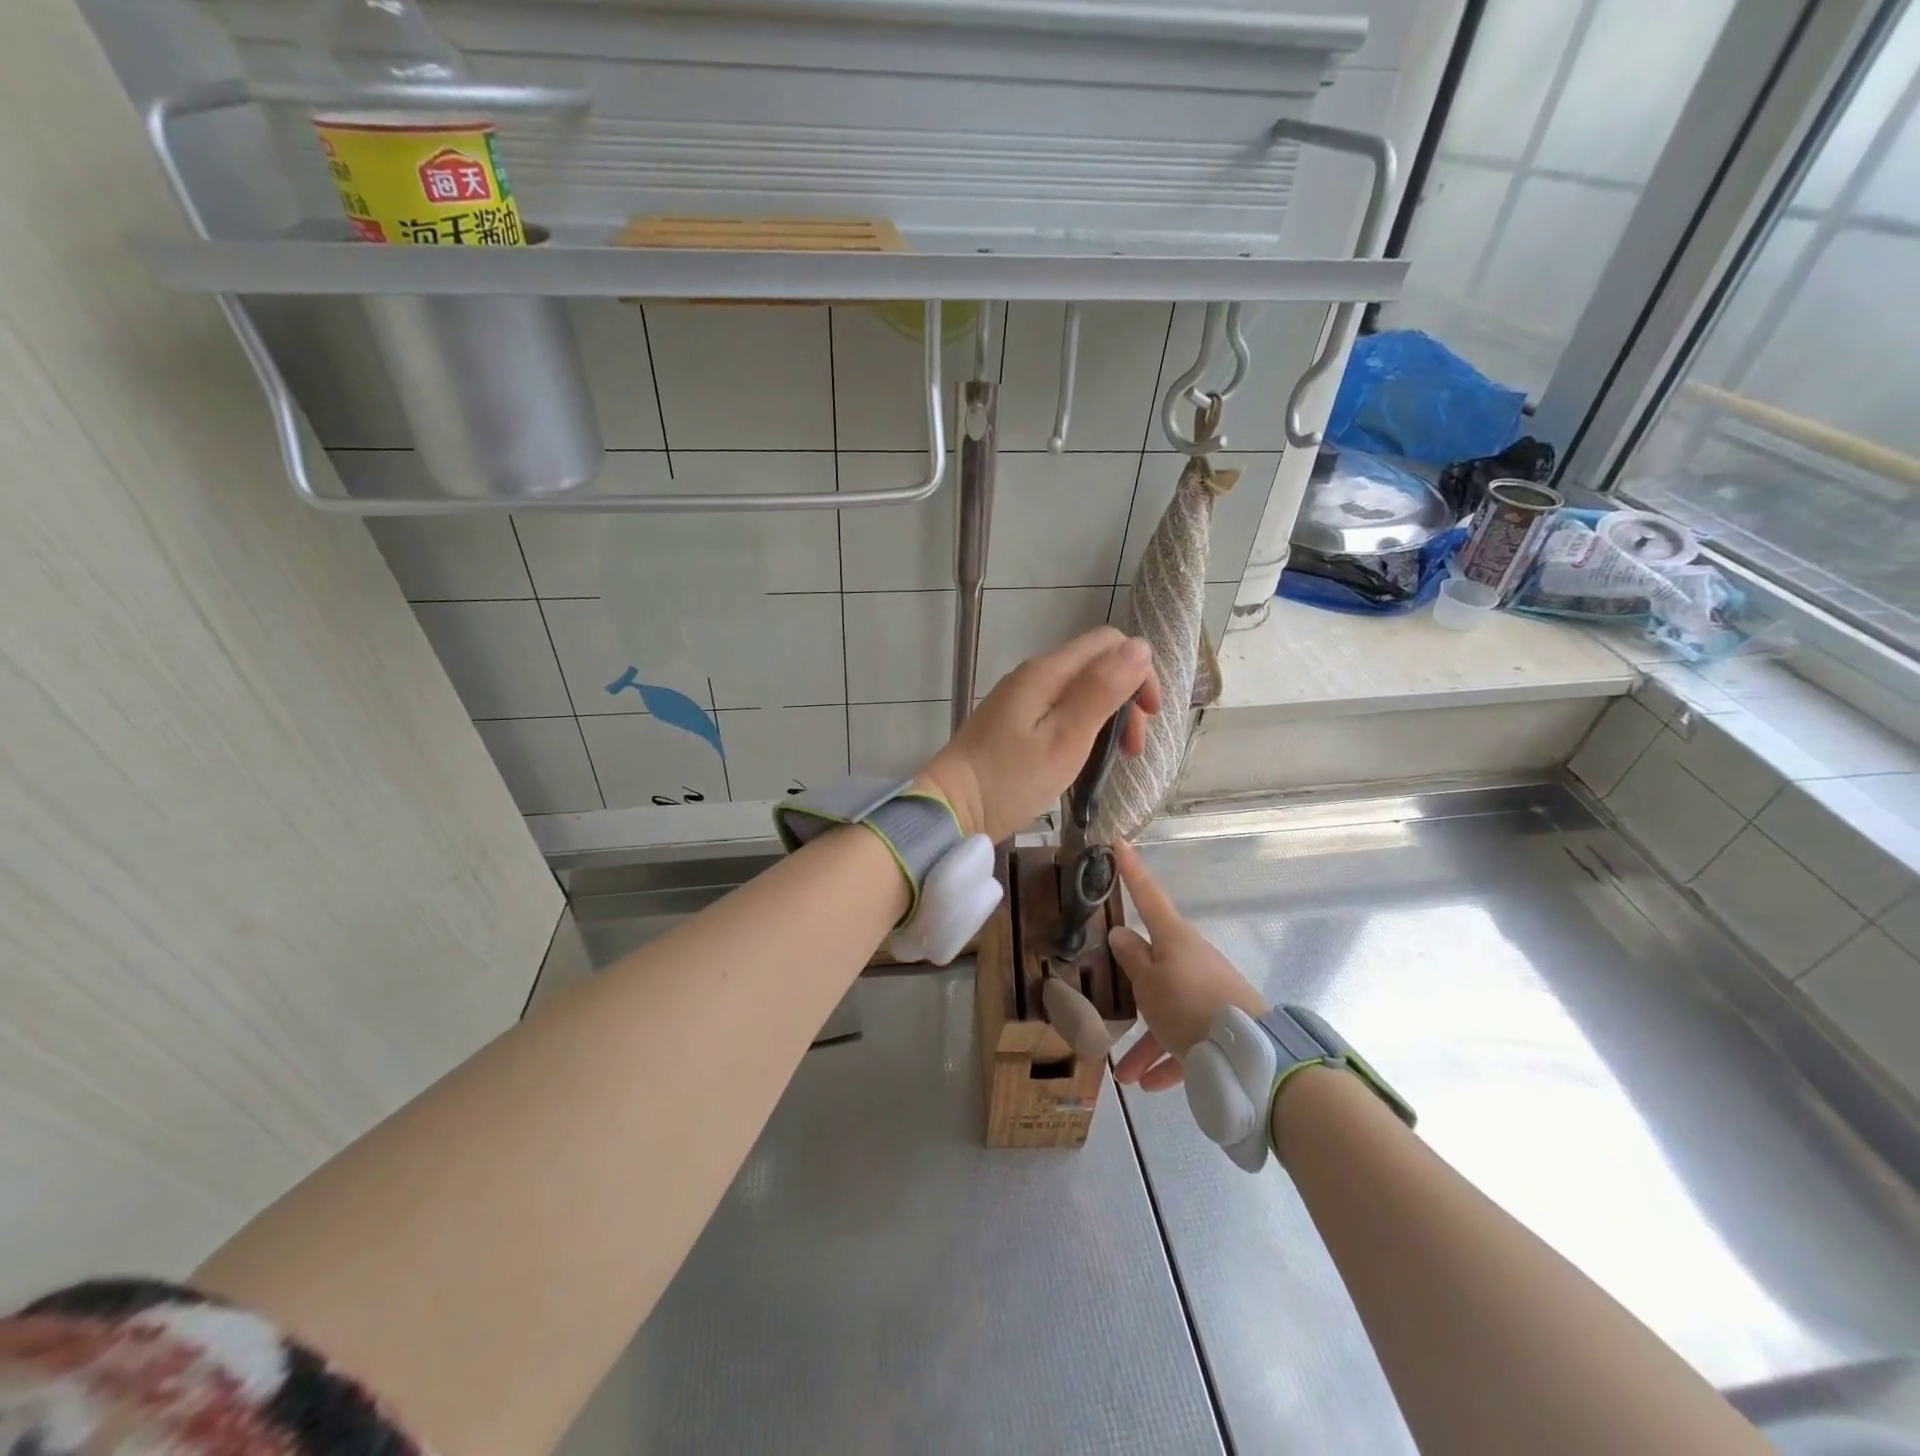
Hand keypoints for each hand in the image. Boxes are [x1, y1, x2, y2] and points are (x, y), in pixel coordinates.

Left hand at [919, 628, 1160, 843]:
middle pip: (1096, 666)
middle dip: (1125, 699)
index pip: (1109, 643)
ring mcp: (1021, 699)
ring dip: (1107, 717)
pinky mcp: (1014, 723)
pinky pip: (1060, 711)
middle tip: (1133, 750)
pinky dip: (1083, 728)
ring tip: (1116, 759)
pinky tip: (1086, 758)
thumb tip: (1140, 648)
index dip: (1139, 672)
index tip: (1149, 717)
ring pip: (1080, 690)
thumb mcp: (1066, 737)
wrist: (951, 808)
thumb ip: (1102, 690)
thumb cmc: (1011, 778)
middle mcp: (1034, 675)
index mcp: (1047, 672)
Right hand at [1108, 840, 1266, 1090]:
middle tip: (1109, 1002)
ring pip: (1166, 1009)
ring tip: (1125, 1073)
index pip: (1147, 895)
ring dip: (1146, 1039)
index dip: (1131, 870)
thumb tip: (1121, 933)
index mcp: (1174, 938)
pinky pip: (1186, 1037)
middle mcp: (1192, 959)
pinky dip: (1169, 1058)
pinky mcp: (1221, 1023)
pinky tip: (1152, 1084)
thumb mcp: (1148, 984)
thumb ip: (1132, 959)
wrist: (1251, 1057)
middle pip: (1154, 965)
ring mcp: (1208, 991)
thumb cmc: (1187, 1007)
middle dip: (1132, 989)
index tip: (1119, 842)